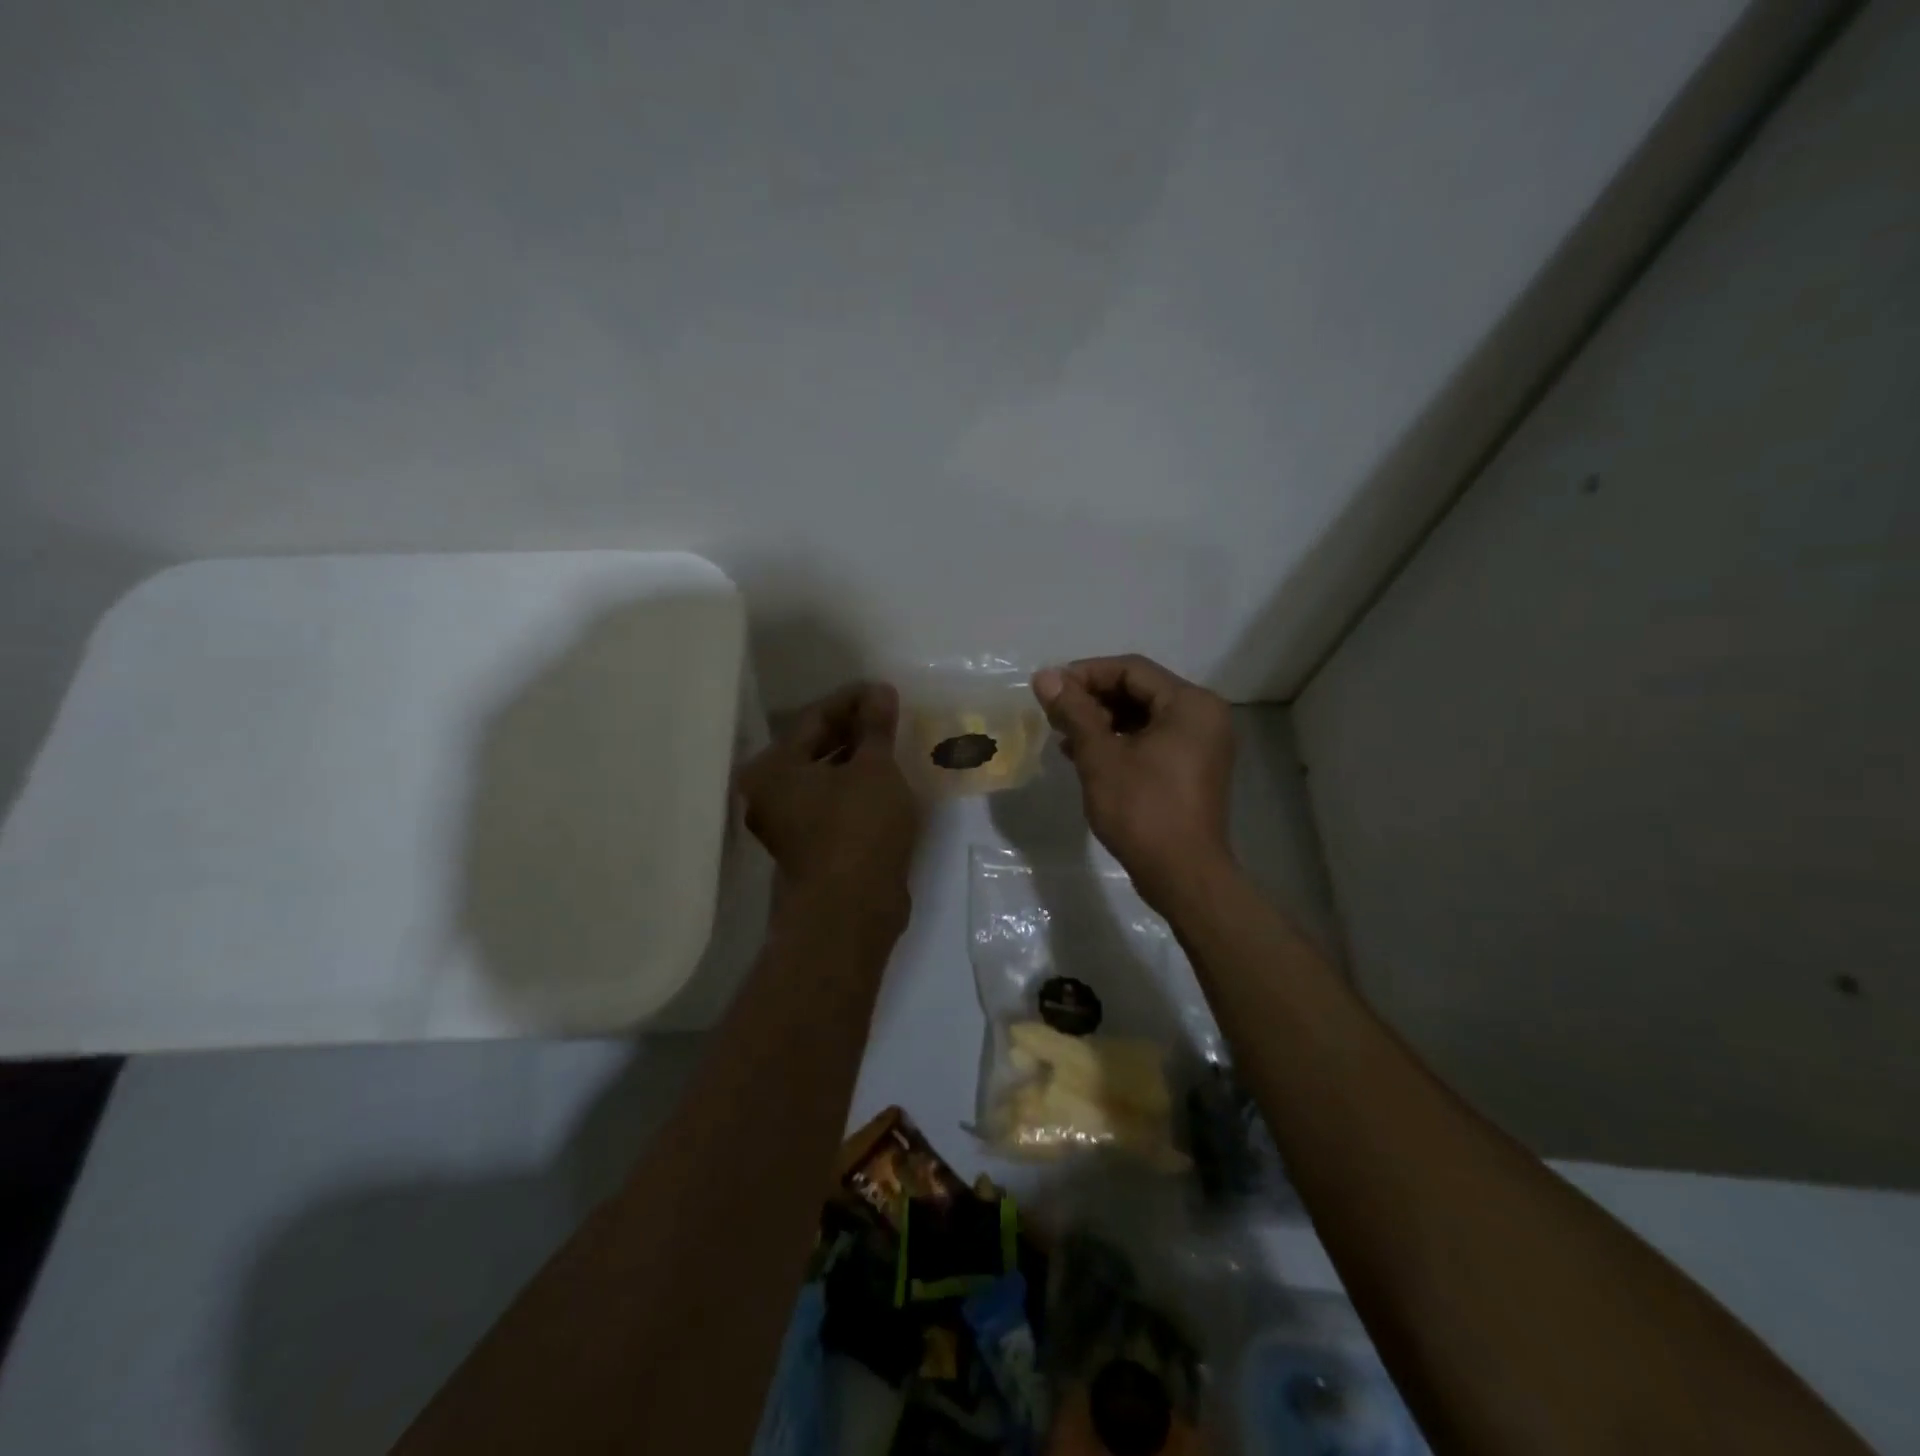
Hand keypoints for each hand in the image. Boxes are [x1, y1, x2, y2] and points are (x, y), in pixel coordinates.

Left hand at [737, 682, 919, 934]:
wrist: (852, 912)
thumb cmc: (858, 829)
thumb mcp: (873, 769)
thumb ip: (875, 727)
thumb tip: (879, 691)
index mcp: (772, 769)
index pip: (814, 718)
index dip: (852, 700)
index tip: (885, 691)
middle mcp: (770, 793)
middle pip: (815, 746)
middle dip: (855, 729)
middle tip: (891, 713)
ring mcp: (788, 823)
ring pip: (826, 775)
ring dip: (858, 758)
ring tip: (893, 741)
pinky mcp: (810, 845)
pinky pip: (833, 801)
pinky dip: (856, 785)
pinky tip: (886, 777)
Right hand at [1032, 655, 1234, 909]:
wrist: (1182, 875)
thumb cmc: (1143, 810)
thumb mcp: (1100, 757)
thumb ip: (1074, 711)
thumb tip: (1044, 676)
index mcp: (1190, 704)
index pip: (1131, 669)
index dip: (1086, 674)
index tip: (1049, 687)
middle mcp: (1203, 716)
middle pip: (1139, 691)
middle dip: (1093, 699)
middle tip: (1054, 713)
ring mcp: (1201, 744)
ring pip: (1143, 717)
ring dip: (1102, 721)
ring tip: (1063, 735)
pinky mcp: (1193, 769)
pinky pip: (1152, 740)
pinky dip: (1120, 741)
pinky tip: (1084, 754)